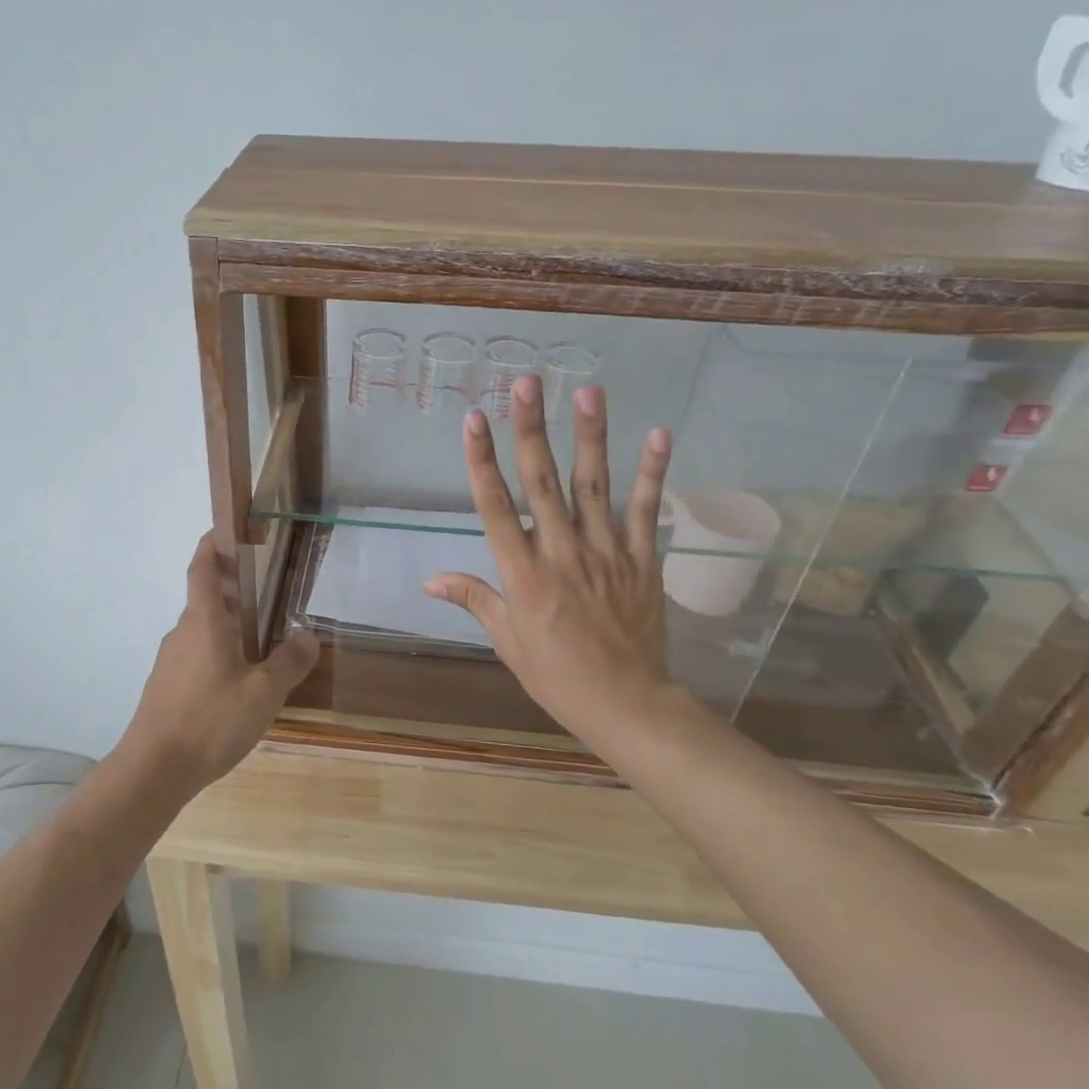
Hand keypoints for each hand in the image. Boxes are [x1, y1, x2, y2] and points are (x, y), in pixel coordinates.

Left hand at [124, 533, 318, 789]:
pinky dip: (216, 656)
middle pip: (205, 600)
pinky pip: (195, 658)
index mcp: (204, 622)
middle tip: (267, 594)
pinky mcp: (165, 688)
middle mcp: (182, 633)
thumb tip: (308, 635)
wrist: (153, 770)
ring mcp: (169, 661)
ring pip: (201, 632)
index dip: (212, 545)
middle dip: (232, 591)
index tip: (225, 530)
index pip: (203, 569)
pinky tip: (237, 686)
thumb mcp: (263, 693)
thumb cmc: (210, 720)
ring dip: (226, 628)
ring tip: (261, 645)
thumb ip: (289, 662)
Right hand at [425, 377, 675, 750]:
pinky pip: (645, 509)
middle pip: (542, 482)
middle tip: (525, 384)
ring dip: (589, 436)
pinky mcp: (641, 559)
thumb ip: (474, 599)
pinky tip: (658, 433)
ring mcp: (605, 552)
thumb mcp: (507, 641)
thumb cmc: (557, 676)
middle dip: (530, 430)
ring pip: (594, 485)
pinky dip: (653, 472)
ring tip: (586, 391)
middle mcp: (561, 553)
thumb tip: (430, 579)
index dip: (482, 460)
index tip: (473, 420)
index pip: (496, 507)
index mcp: (522, 574)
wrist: (627, 705)